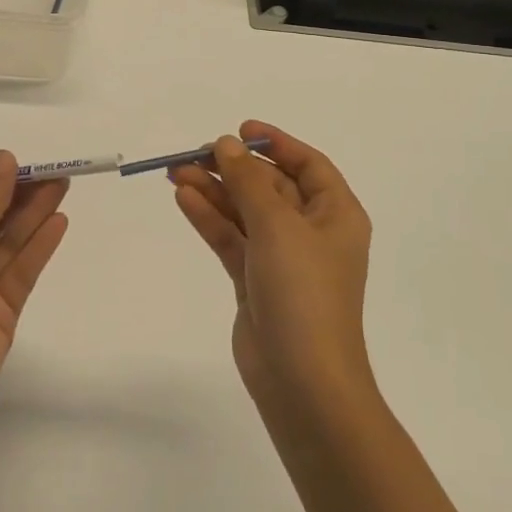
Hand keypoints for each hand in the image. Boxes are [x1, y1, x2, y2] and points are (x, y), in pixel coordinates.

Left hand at [0, 151, 69, 433]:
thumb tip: (5, 158)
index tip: (23, 163)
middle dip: (21, 196)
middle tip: (55, 172)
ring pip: (12, 242)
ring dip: (35, 215)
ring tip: (63, 187)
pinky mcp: (4, 311)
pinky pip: (23, 271)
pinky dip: (40, 246)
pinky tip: (59, 222)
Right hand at [172, 122, 374, 412]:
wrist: (302, 381)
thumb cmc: (303, 292)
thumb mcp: (277, 225)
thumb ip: (248, 181)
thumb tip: (225, 144)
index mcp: (335, 215)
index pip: (308, 165)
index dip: (275, 143)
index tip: (239, 130)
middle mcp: (311, 232)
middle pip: (270, 186)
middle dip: (233, 168)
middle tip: (193, 154)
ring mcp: (282, 259)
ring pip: (245, 212)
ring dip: (214, 191)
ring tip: (176, 172)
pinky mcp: (256, 281)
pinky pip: (231, 238)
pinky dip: (210, 218)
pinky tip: (184, 199)